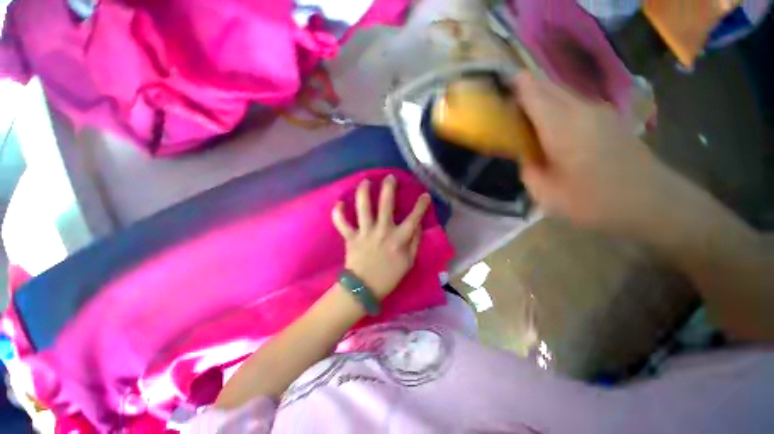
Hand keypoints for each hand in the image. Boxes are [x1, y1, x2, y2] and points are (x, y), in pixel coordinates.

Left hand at [332, 176, 430, 299]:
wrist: (364, 289)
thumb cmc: (389, 276)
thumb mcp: (409, 262)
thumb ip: (415, 241)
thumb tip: (418, 224)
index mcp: (399, 239)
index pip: (414, 218)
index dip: (421, 205)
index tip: (425, 194)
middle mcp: (382, 231)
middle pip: (386, 204)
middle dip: (389, 188)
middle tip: (390, 177)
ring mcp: (365, 233)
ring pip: (363, 207)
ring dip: (364, 192)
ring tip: (366, 181)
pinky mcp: (351, 237)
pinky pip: (342, 223)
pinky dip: (338, 213)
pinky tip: (339, 203)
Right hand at [515, 72, 676, 234]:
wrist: (652, 200)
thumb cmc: (595, 200)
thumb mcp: (547, 194)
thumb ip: (529, 170)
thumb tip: (526, 156)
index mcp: (562, 127)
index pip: (533, 95)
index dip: (515, 86)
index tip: (499, 84)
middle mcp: (581, 110)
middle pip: (548, 87)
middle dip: (526, 88)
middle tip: (507, 101)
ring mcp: (598, 111)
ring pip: (562, 93)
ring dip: (542, 97)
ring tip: (525, 112)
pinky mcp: (608, 118)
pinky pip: (574, 103)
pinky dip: (557, 105)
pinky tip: (551, 123)